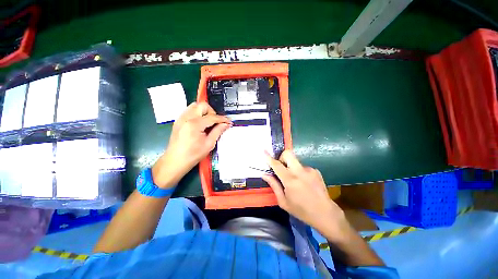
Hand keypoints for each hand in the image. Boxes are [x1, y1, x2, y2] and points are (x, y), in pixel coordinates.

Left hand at [152, 102, 230, 188]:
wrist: (175, 161)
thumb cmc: (193, 155)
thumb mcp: (209, 144)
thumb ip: (218, 131)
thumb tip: (226, 124)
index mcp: (195, 124)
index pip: (212, 117)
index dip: (223, 119)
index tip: (229, 122)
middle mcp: (186, 118)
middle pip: (203, 106)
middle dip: (212, 112)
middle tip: (216, 123)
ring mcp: (181, 118)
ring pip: (195, 106)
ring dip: (204, 112)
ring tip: (208, 122)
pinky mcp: (178, 121)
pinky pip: (189, 111)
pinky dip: (197, 114)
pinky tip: (200, 124)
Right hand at [263, 150, 348, 240]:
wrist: (325, 214)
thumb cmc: (301, 210)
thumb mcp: (283, 201)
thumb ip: (274, 185)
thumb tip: (264, 174)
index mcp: (290, 180)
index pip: (277, 165)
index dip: (269, 158)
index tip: (264, 151)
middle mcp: (300, 171)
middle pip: (288, 154)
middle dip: (282, 157)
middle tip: (281, 167)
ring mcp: (309, 170)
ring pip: (295, 161)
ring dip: (291, 167)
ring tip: (295, 180)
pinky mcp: (315, 171)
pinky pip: (302, 167)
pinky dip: (299, 171)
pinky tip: (303, 182)